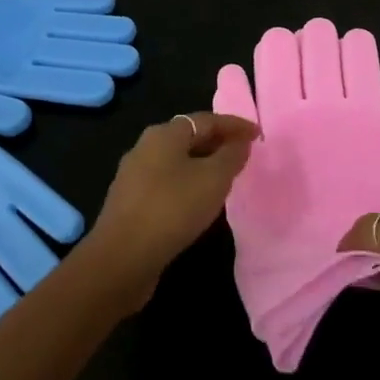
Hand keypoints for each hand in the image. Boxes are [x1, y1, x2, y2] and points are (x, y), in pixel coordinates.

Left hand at [81, 113, 257, 308]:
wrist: (121, 259)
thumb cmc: (172, 208)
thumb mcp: (213, 179)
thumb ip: (231, 156)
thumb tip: (240, 143)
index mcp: (164, 134)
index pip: (206, 120)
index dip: (235, 125)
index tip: (258, 135)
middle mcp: (145, 147)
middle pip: (189, 137)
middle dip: (218, 143)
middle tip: (243, 155)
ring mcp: (134, 176)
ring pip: (177, 162)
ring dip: (203, 165)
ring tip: (226, 178)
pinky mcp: (130, 203)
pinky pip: (167, 183)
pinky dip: (188, 184)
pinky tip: (199, 202)